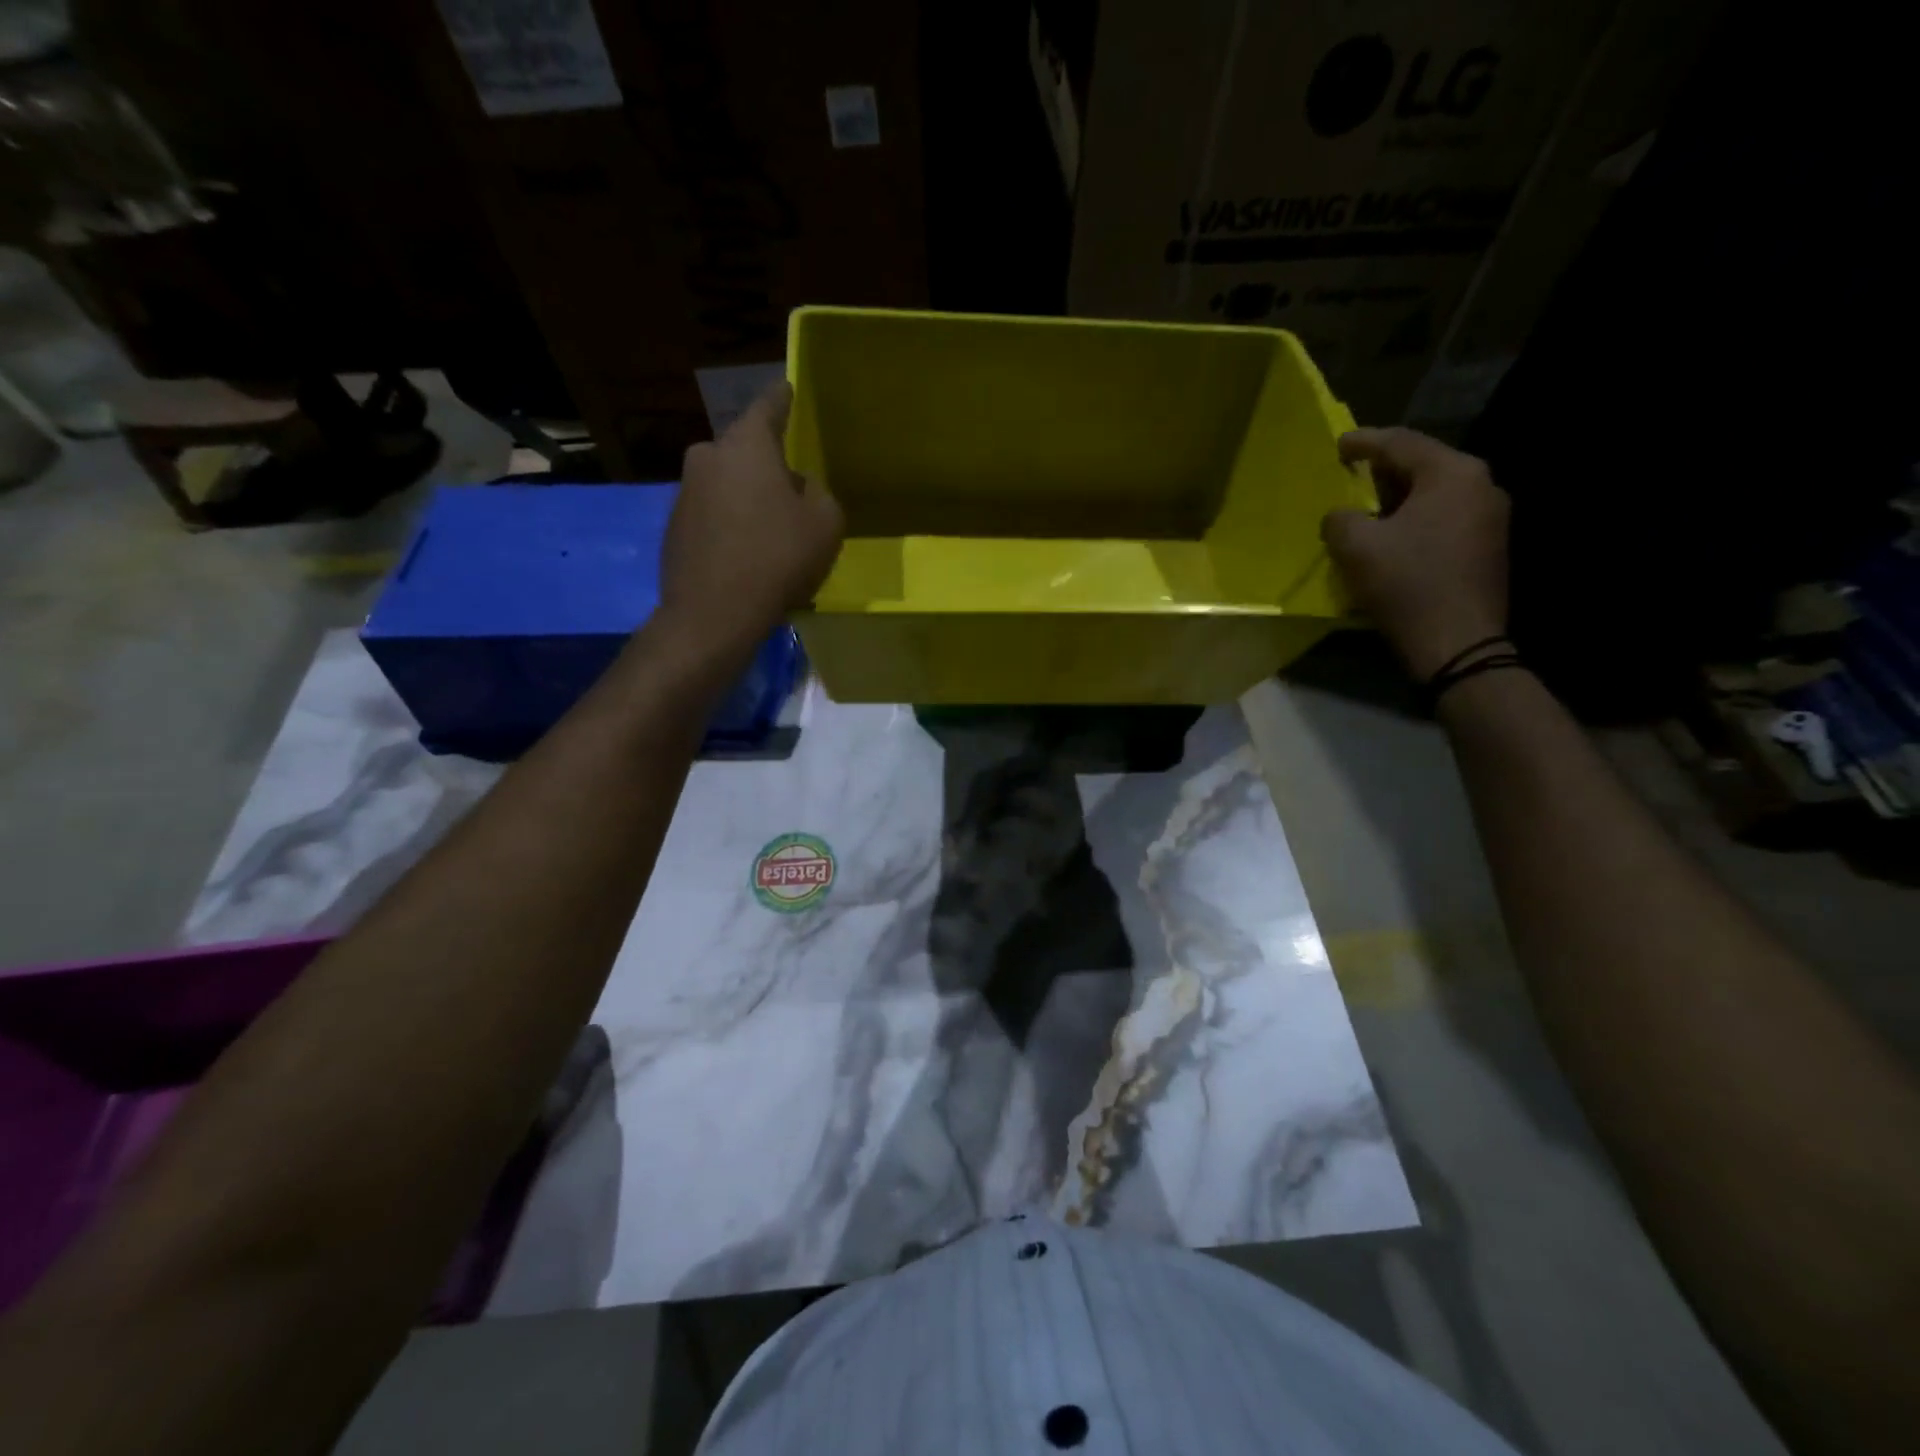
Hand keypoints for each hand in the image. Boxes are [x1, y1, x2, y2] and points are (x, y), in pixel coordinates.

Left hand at [659, 382, 843, 656]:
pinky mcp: (673, 527)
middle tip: (791, 491)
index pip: (768, 406)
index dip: (782, 399)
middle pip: (745, 450)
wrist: (714, 614)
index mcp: (746, 445)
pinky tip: (746, 555)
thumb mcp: (825, 523)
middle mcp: (708, 456)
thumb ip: (818, 492)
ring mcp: (684, 492)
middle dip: (767, 464)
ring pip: (727, 483)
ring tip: (770, 532)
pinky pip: (712, 514)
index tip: (786, 389)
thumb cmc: (778, 559)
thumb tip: (797, 485)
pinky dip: (729, 524)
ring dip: (747, 498)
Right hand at [1323, 427, 1510, 680]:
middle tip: (1351, 474)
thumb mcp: (1355, 547)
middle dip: (1383, 470)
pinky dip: (1415, 519)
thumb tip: (1342, 516)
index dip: (1364, 442)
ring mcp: (1492, 517)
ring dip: (1399, 498)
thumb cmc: (1407, 584)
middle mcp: (1481, 485)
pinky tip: (1393, 535)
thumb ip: (1340, 519)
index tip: (1338, 445)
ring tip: (1367, 508)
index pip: (1401, 443)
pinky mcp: (1489, 546)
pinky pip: (1444, 517)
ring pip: (1435, 493)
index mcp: (1453, 474)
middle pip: (1423, 465)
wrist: (1458, 643)